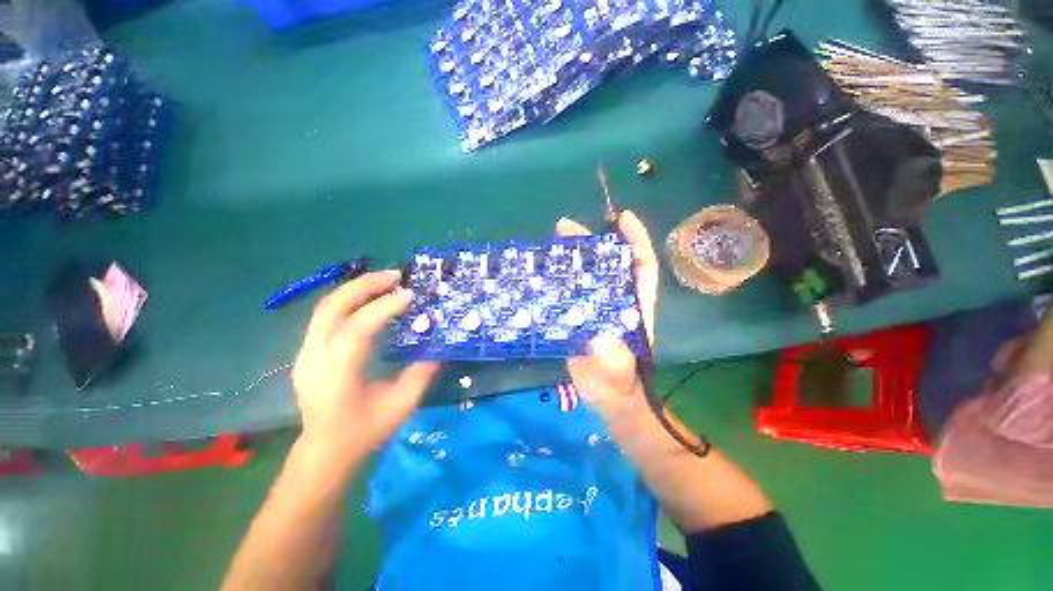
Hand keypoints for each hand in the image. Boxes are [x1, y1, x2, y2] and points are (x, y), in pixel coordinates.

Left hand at [291, 270, 439, 463]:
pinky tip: (369, 300)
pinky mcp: (307, 352)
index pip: (357, 328)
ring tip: (385, 281)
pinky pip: (326, 316)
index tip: (410, 295)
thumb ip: (422, 373)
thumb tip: (440, 346)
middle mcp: (314, 357)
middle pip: (331, 307)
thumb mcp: (401, 405)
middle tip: (395, 275)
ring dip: (356, 289)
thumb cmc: (364, 431)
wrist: (325, 451)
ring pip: (325, 307)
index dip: (384, 307)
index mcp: (336, 373)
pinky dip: (348, 301)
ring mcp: (305, 353)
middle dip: (364, 285)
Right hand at [556, 210, 659, 427]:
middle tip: (564, 228)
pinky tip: (540, 274)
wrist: (607, 401)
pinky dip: (557, 280)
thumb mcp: (618, 376)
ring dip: (571, 258)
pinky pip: (568, 292)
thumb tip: (602, 339)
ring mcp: (594, 308)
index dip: (635, 241)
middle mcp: (615, 302)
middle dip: (592, 242)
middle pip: (607, 264)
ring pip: (586, 275)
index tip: (622, 217)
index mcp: (634, 307)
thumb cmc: (618, 388)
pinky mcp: (577, 318)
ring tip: (550, 243)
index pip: (641, 267)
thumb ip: (615, 362)